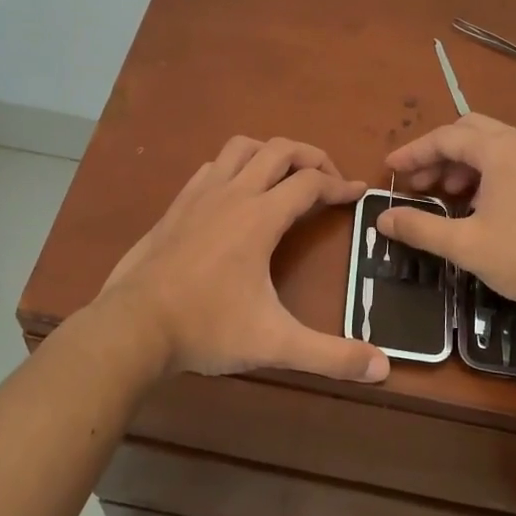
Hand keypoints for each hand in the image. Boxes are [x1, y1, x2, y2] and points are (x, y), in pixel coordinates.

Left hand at [102, 136, 389, 382]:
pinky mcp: (176, 206)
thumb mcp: (274, 344)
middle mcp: (232, 193)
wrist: (133, 326)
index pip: (310, 183)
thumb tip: (382, 368)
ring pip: (241, 147)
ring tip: (285, 178)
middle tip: (328, 180)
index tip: (358, 193)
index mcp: (260, 217)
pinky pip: (212, 167)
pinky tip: (236, 195)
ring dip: (270, 153)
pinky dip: (235, 167)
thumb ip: (330, 355)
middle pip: (280, 149)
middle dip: (311, 156)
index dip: (340, 185)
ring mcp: (199, 195)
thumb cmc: (207, 328)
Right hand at [376, 114, 515, 320]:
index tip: (389, 169)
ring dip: (462, 162)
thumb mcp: (465, 246)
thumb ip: (419, 228)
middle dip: (438, 153)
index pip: (446, 137)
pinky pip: (512, 159)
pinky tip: (479, 204)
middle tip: (417, 183)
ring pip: (493, 144)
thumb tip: (382, 219)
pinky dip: (486, 171)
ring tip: (445, 195)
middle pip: (470, 131)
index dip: (413, 152)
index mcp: (501, 150)